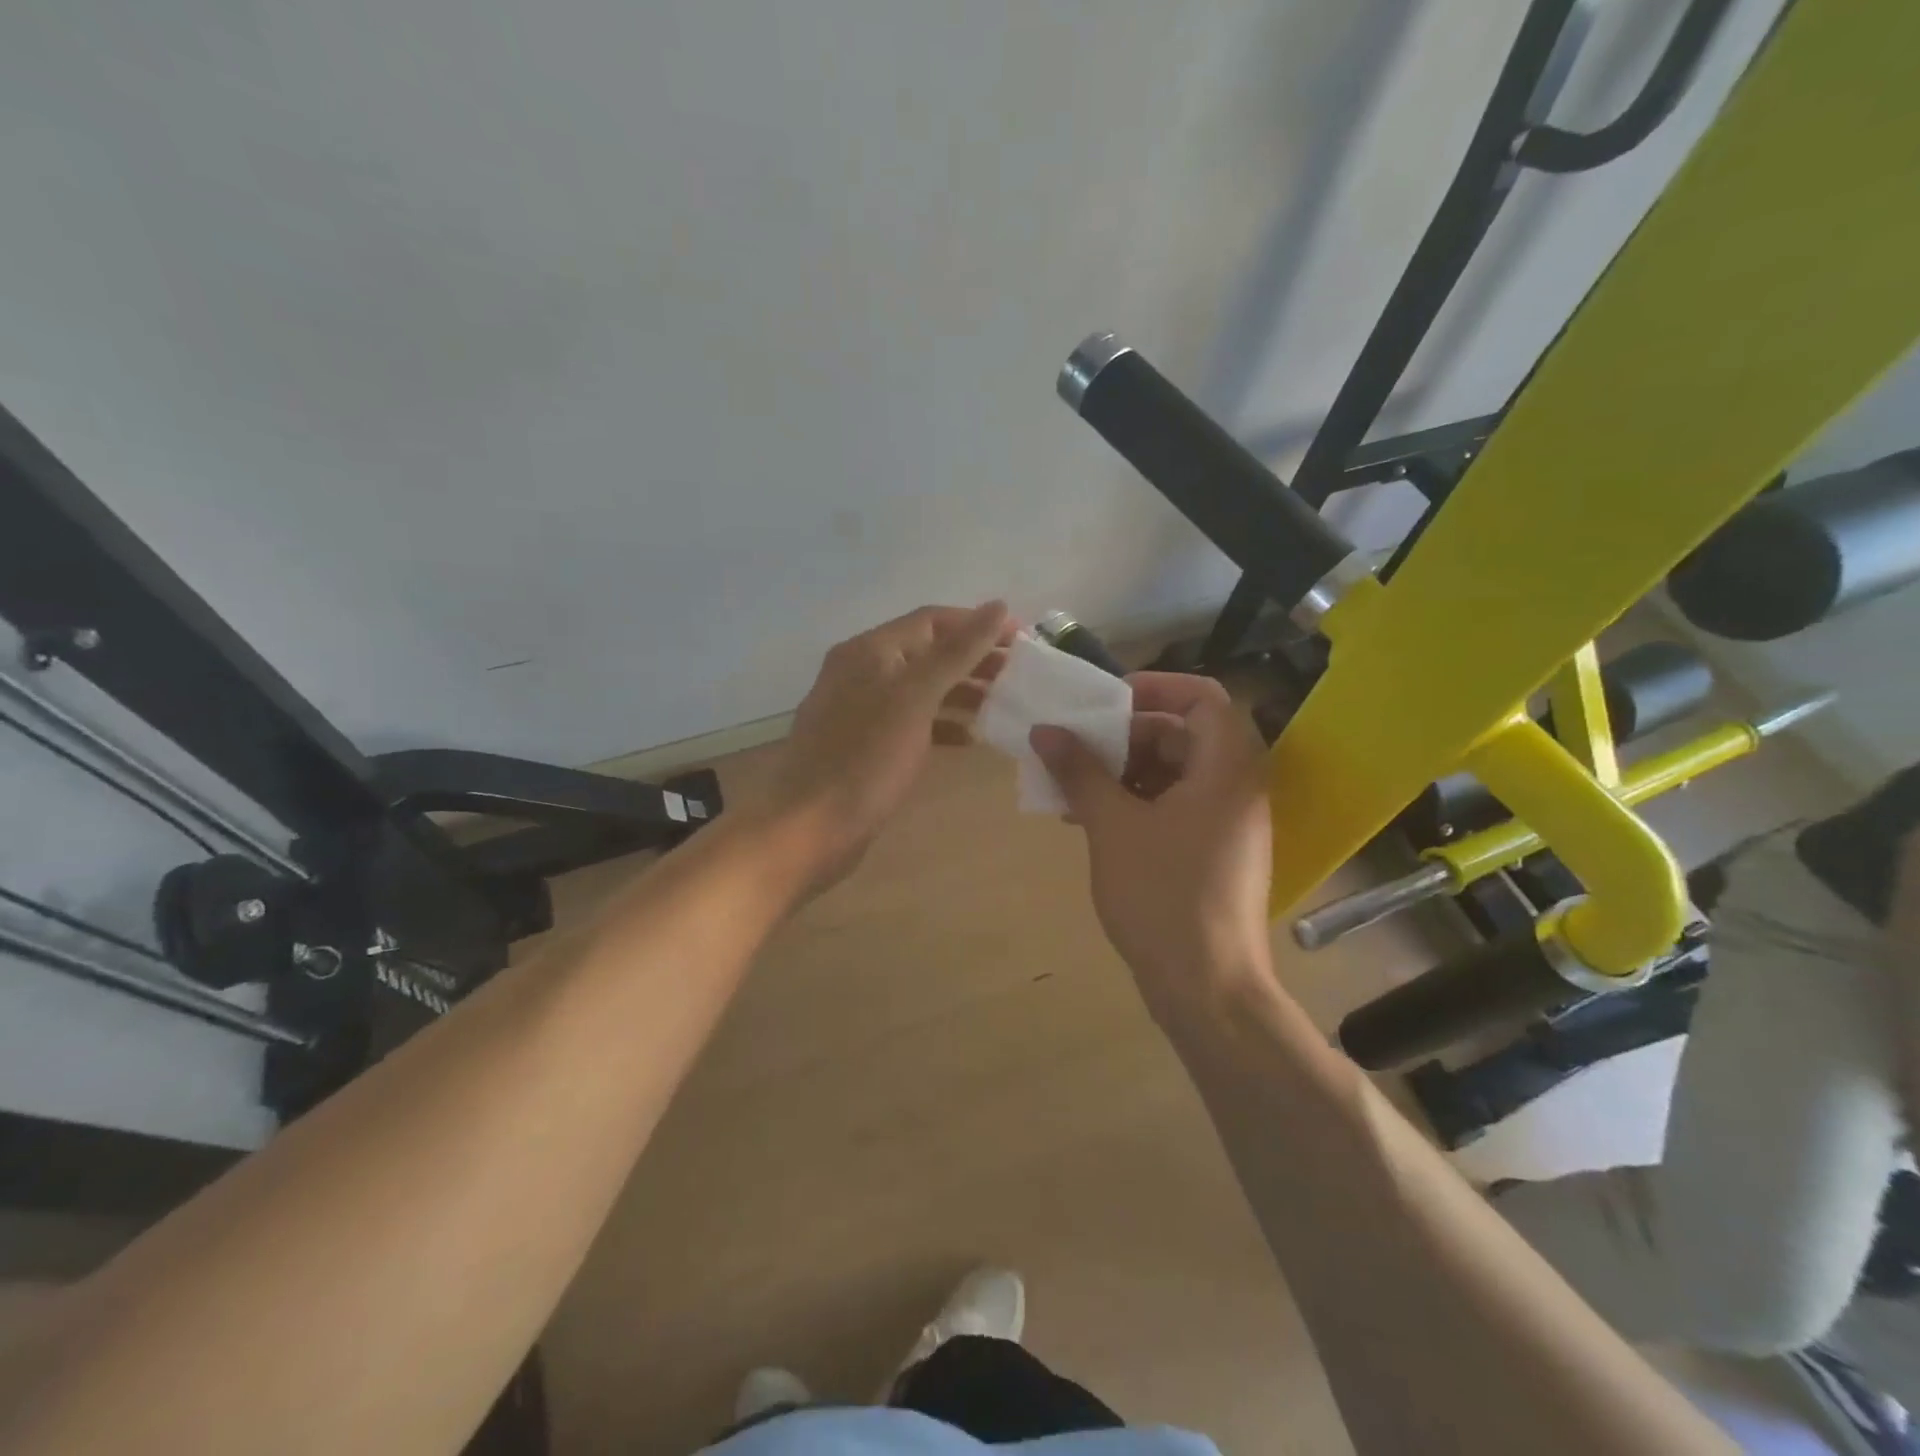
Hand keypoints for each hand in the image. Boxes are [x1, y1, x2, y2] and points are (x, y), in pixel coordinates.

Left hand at [760, 602, 1011, 887]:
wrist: (808, 829)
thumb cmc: (865, 760)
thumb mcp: (915, 698)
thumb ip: (957, 653)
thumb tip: (997, 606)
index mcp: (870, 650)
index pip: (932, 620)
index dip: (978, 625)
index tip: (1022, 641)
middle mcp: (861, 671)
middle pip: (927, 652)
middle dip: (973, 660)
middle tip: (1018, 677)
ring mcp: (859, 710)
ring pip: (920, 689)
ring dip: (961, 692)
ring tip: (1002, 705)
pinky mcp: (863, 745)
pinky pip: (910, 721)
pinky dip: (941, 724)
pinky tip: (968, 740)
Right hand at [1032, 673, 1271, 1009]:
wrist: (1207, 988)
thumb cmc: (1163, 896)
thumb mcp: (1112, 826)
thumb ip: (1080, 771)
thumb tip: (1046, 730)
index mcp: (1226, 768)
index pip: (1203, 697)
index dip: (1154, 688)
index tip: (1105, 702)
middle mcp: (1236, 788)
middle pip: (1184, 735)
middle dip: (1126, 736)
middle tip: (1079, 749)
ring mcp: (1228, 824)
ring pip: (1175, 774)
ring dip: (1124, 772)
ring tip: (1074, 788)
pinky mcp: (1215, 853)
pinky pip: (1176, 808)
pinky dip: (1137, 804)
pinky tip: (1092, 822)